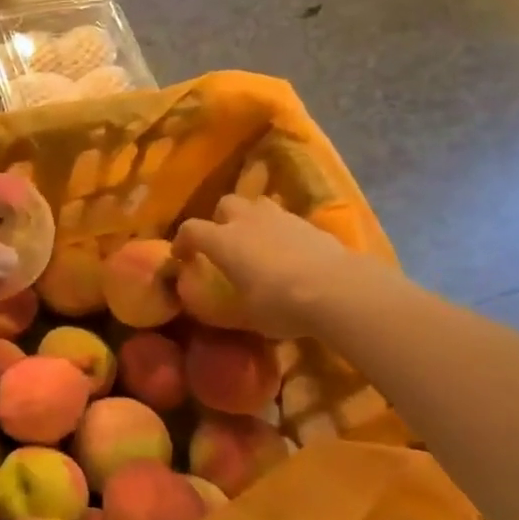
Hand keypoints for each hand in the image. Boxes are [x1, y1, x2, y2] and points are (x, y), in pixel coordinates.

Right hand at [173, 194, 364, 340]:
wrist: (337, 290)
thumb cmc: (281, 304)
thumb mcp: (247, 315)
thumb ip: (229, 306)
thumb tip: (217, 307)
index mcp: (224, 241)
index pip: (191, 229)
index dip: (182, 241)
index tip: (182, 256)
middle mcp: (248, 221)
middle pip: (226, 204)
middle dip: (220, 219)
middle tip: (224, 242)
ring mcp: (281, 217)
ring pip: (258, 205)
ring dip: (252, 218)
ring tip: (257, 241)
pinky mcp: (310, 223)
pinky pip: (286, 219)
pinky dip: (281, 231)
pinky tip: (289, 252)